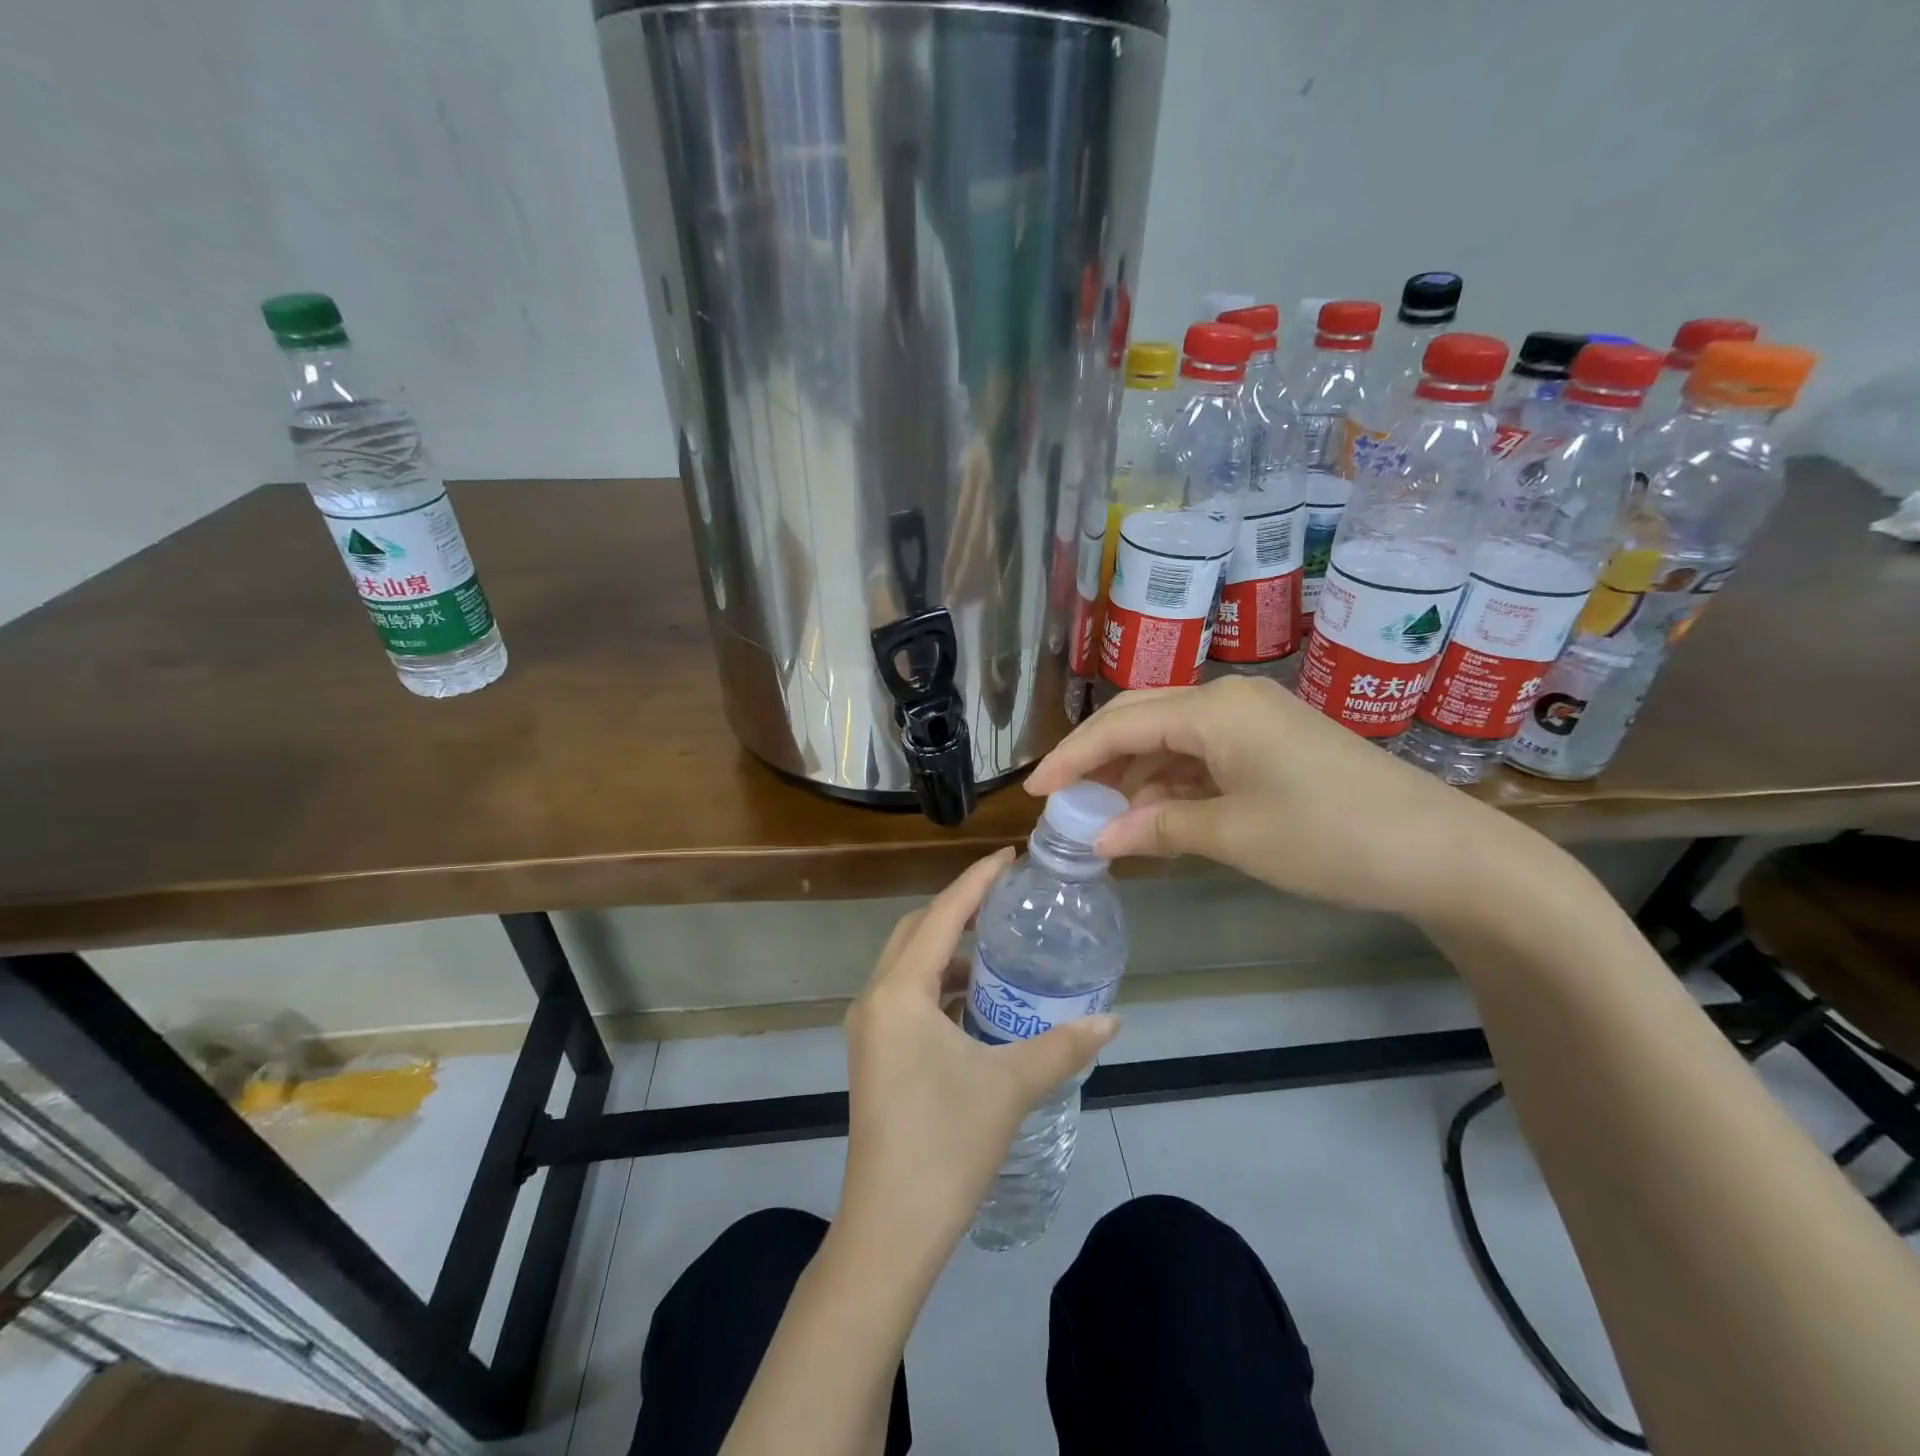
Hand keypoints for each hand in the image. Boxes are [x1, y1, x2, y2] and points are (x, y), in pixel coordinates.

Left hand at [838, 850, 1118, 1273]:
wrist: (890, 1228)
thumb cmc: (946, 1145)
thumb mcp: (1010, 1087)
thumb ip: (1062, 1046)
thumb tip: (1112, 1018)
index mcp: (899, 993)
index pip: (941, 915)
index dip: (975, 881)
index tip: (1008, 856)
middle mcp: (875, 999)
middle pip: (917, 930)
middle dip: (958, 906)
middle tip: (1006, 897)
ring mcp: (869, 1028)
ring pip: (908, 963)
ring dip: (948, 946)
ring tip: (997, 944)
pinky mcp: (875, 1053)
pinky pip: (906, 994)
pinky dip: (940, 982)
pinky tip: (976, 998)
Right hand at [1025, 676, 1532, 924]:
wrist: (1444, 851)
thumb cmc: (1329, 837)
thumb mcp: (1235, 835)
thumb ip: (1159, 828)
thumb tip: (1100, 837)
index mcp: (1215, 709)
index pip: (1120, 725)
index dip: (1072, 758)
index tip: (1035, 791)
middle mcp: (1231, 700)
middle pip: (1141, 718)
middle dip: (1097, 757)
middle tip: (1064, 798)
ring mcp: (1257, 719)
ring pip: (1172, 736)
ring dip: (1136, 772)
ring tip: (1107, 815)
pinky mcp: (1275, 742)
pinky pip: (1205, 752)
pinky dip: (1174, 781)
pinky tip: (1159, 813)